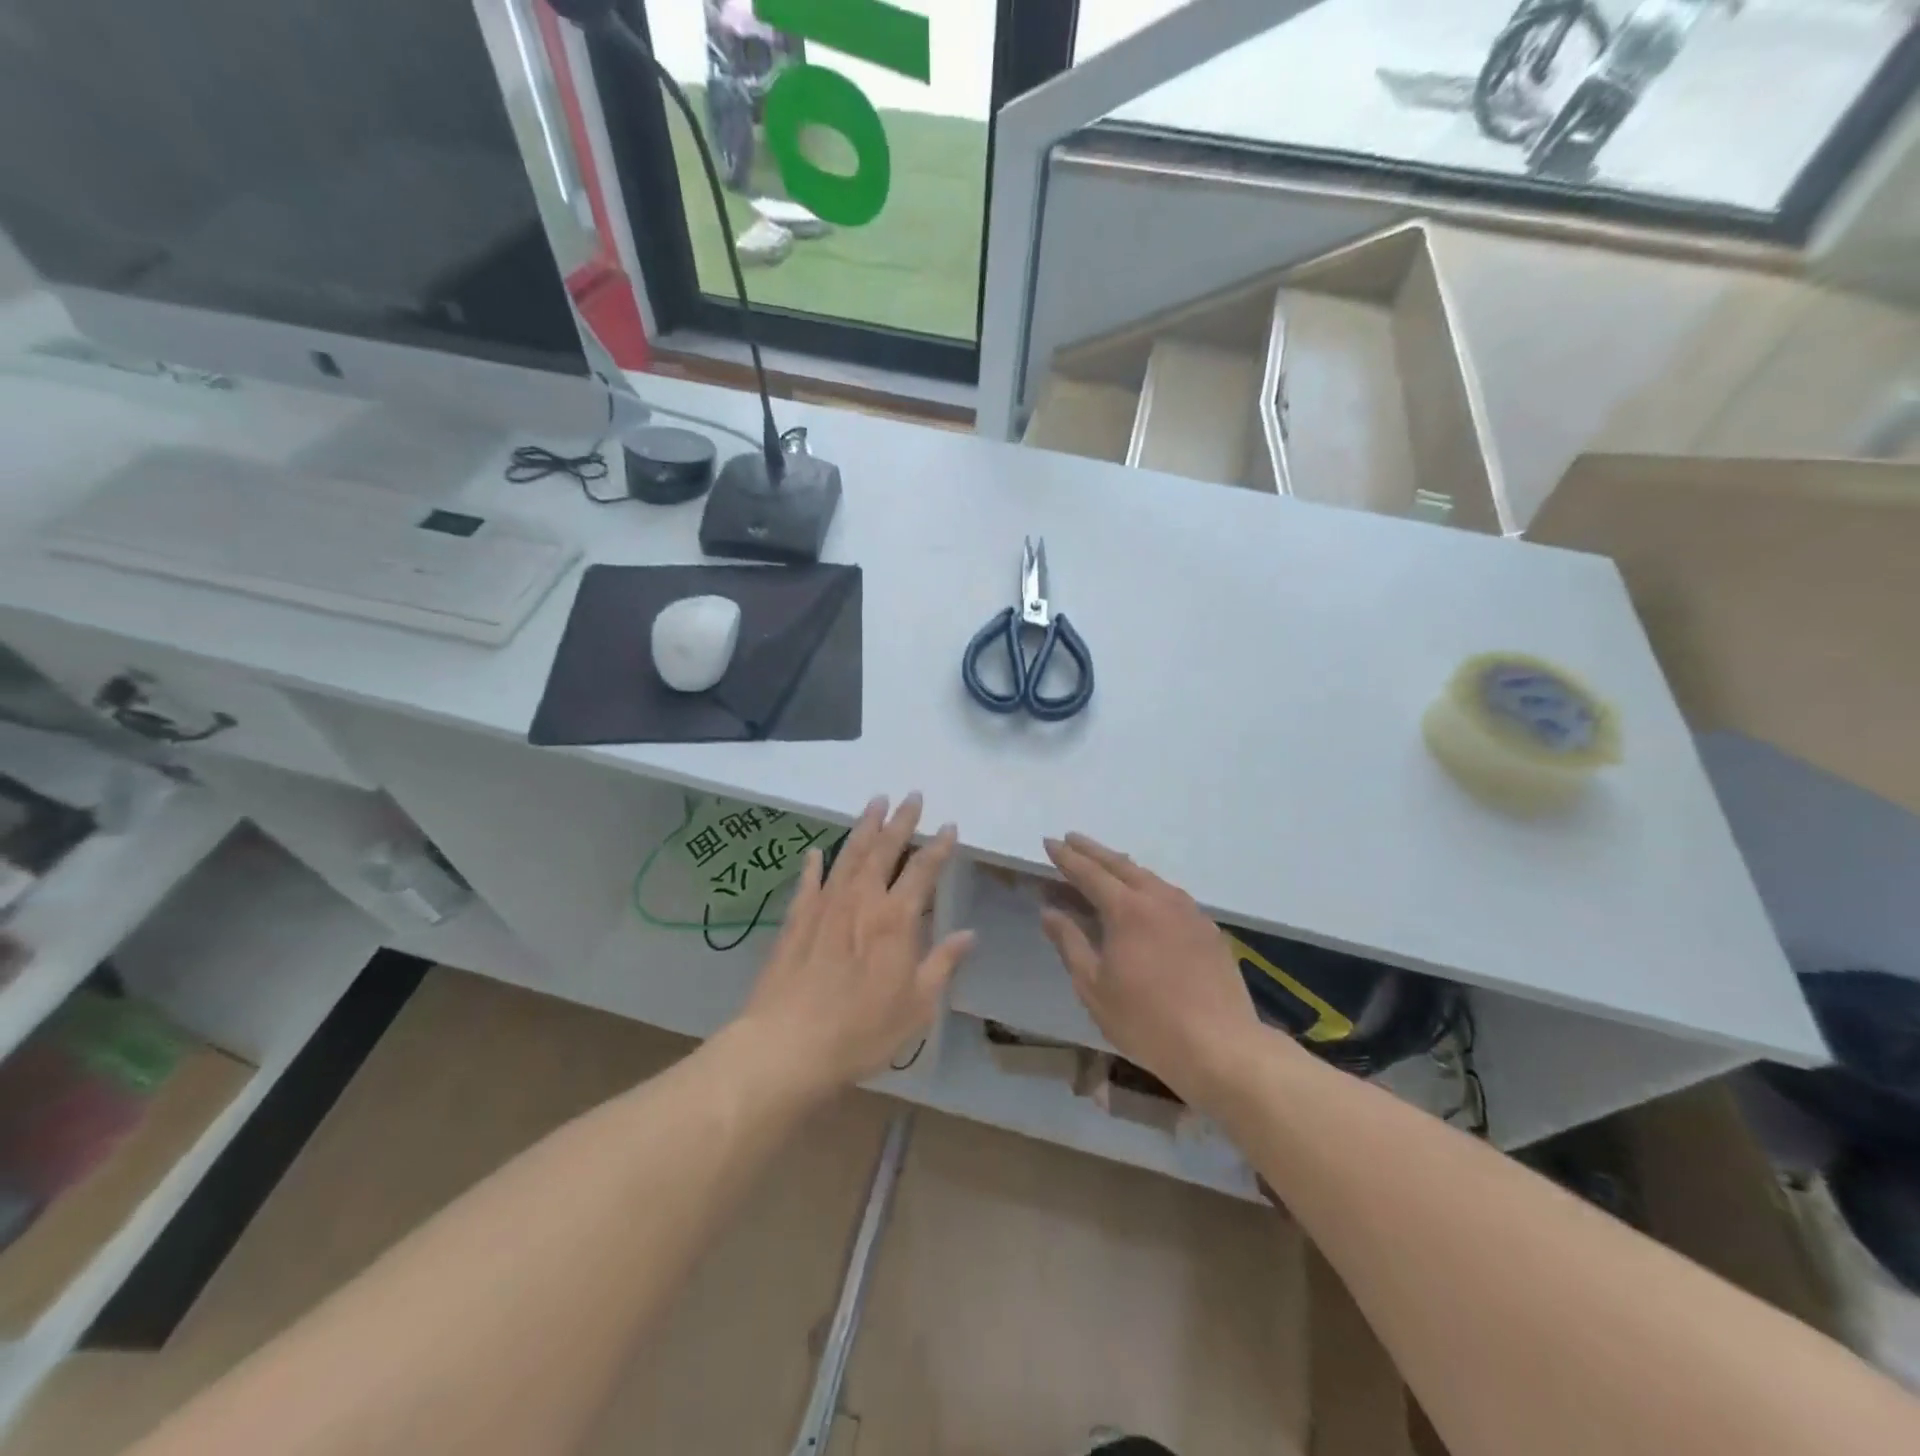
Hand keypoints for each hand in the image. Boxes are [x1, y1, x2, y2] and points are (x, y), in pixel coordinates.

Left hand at [736, 793, 972, 1094]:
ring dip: (864, 827)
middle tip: (912, 795)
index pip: (923, 871)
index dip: (938, 847)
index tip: (949, 825)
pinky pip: (808, 882)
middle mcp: (862, 901)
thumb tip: (969, 934)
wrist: (789, 1045)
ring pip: (849, 855)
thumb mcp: (917, 1006)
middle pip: (884, 850)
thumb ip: (943, 964)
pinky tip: (817, 851)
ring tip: (875, 803)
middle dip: (901, 821)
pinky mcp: (795, 920)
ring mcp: (825, 906)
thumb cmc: (862, 1030)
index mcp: (896, 919)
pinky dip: (814, 864)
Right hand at [1041, 833, 1262, 1103]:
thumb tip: (1049, 911)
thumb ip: (1070, 943)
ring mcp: (1188, 911)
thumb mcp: (1094, 986)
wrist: (1221, 1046)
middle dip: (1093, 851)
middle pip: (1121, 865)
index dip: (1066, 857)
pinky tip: (1145, 896)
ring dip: (1122, 866)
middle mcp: (1159, 899)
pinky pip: (1170, 894)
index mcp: (1127, 910)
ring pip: (1149, 877)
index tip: (1050, 842)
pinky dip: (1147, 885)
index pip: (1089, 873)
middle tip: (1072, 839)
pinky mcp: (1208, 929)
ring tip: (1105, 862)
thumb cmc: (1146, 1020)